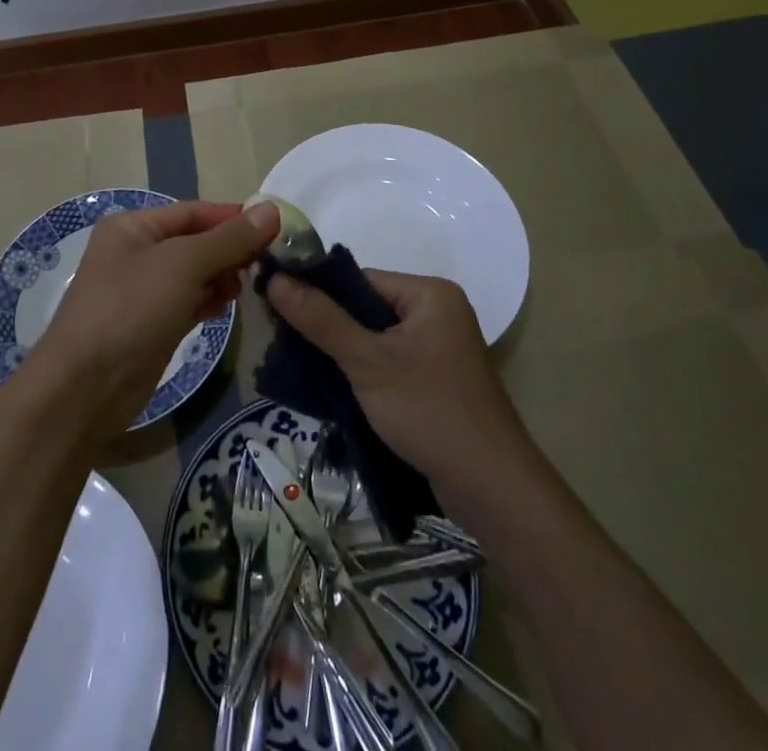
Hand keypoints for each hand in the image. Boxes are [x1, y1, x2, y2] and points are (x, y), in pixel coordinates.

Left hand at [22, 200, 277, 441]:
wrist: (85, 388)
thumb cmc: (130, 309)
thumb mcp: (183, 265)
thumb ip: (228, 239)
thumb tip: (271, 210)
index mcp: (133, 227)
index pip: (193, 212)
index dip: (232, 217)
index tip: (275, 226)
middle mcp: (136, 253)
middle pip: (195, 241)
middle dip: (229, 249)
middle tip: (266, 261)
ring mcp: (142, 291)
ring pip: (193, 274)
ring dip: (221, 276)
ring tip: (246, 287)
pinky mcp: (151, 325)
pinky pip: (188, 302)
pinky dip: (208, 300)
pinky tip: (227, 307)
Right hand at [266, 269, 529, 492]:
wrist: (491, 489)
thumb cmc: (429, 411)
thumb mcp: (368, 362)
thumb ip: (321, 319)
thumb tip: (275, 279)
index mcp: (429, 293)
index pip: (359, 279)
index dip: (317, 292)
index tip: (275, 309)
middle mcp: (438, 312)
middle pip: (366, 307)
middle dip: (327, 325)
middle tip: (283, 341)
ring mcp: (440, 348)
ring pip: (375, 337)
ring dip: (342, 351)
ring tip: (300, 364)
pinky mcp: (436, 380)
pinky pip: (389, 361)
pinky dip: (362, 371)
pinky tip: (333, 386)